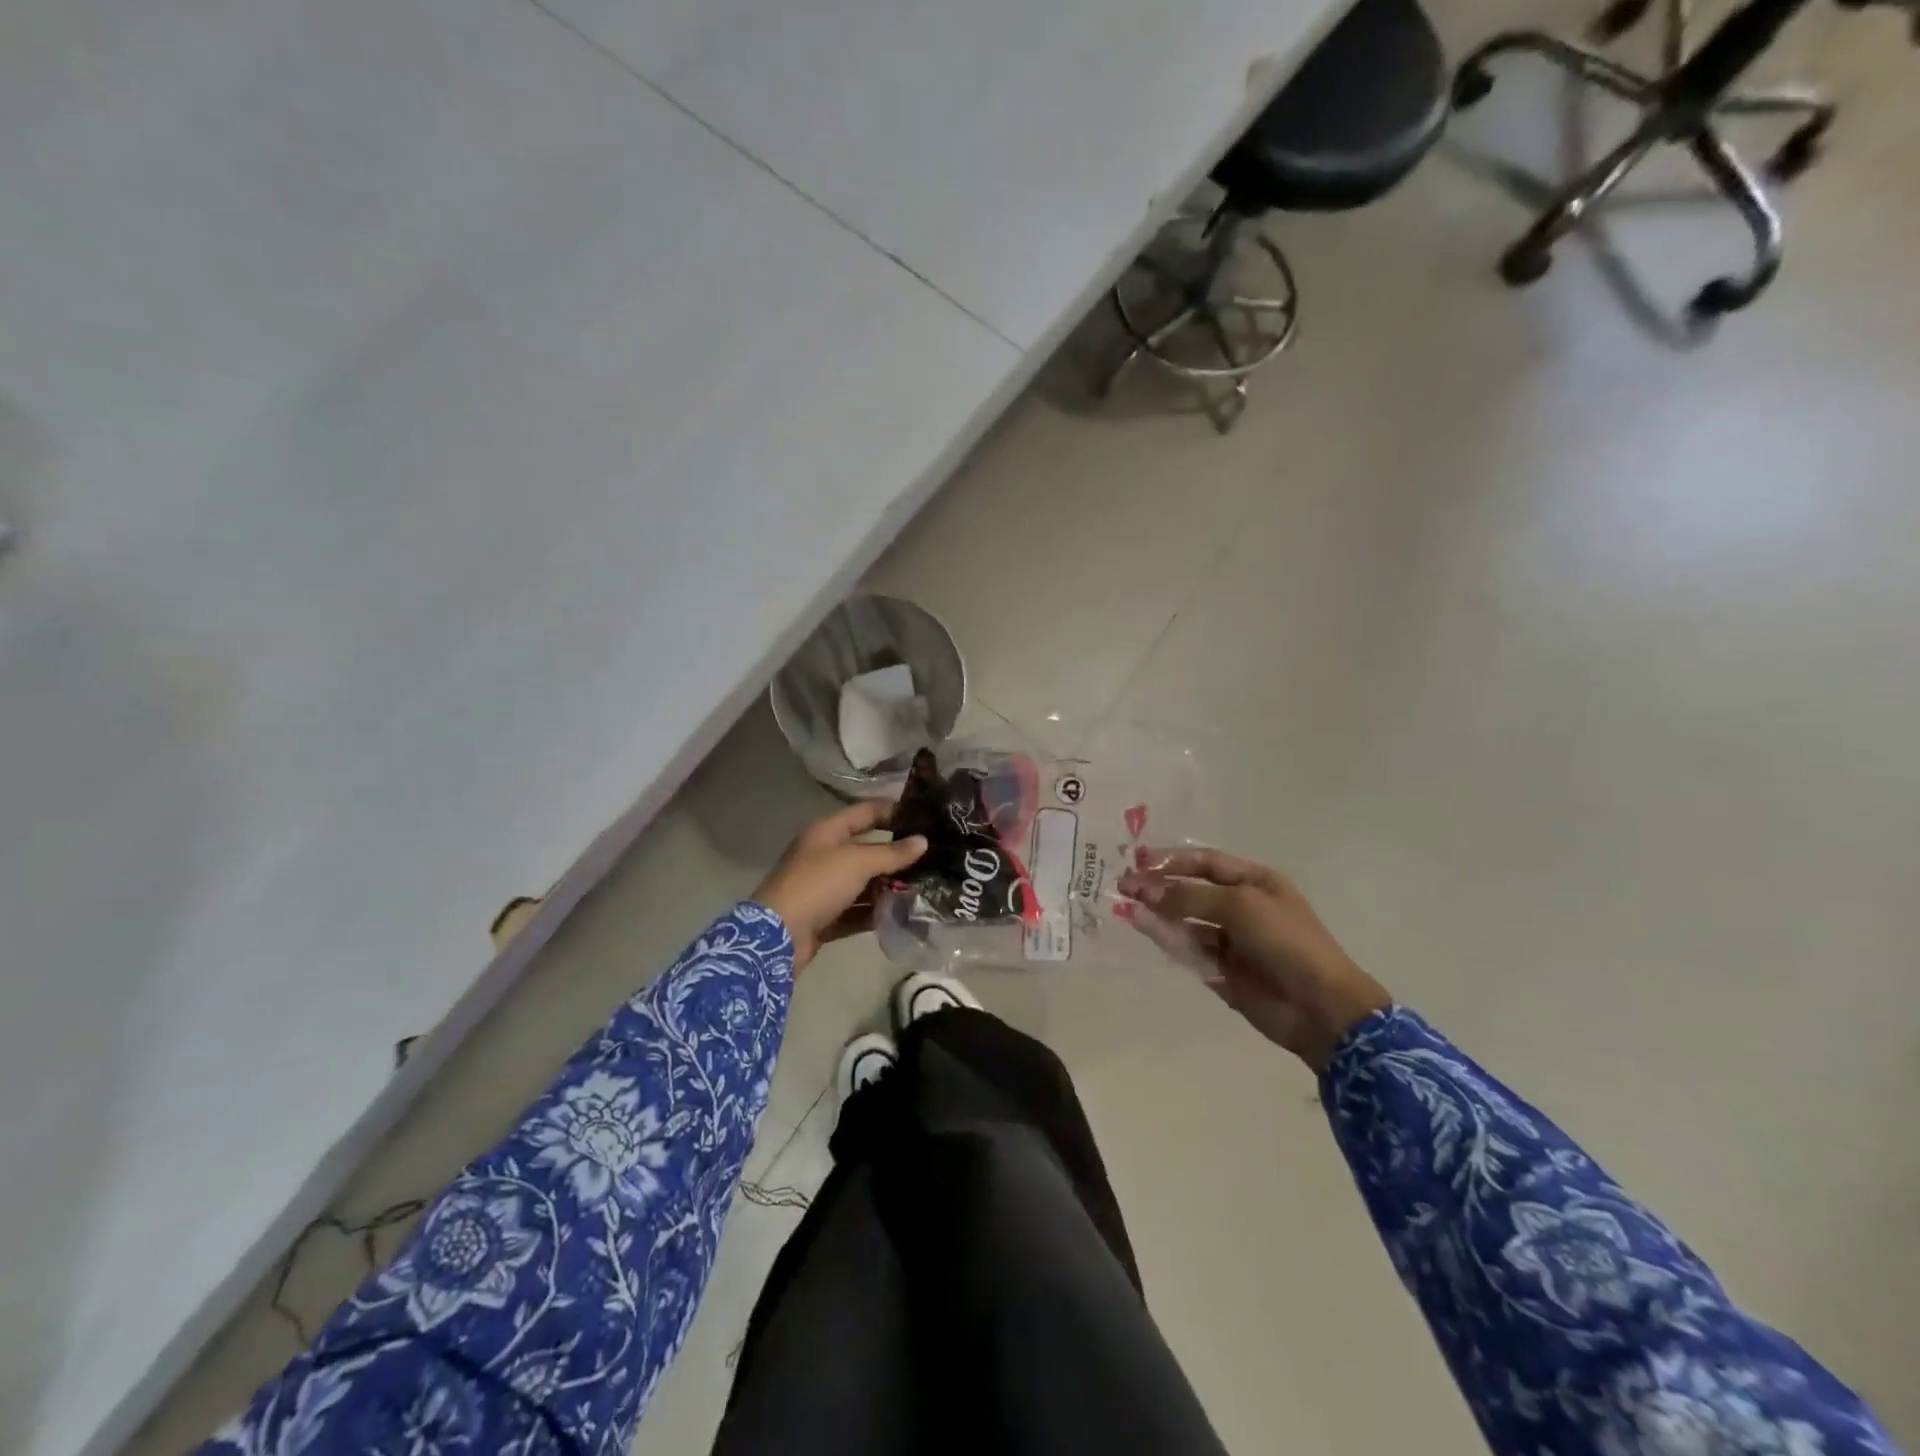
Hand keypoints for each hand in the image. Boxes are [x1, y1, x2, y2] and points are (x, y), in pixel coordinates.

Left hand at [753, 801, 927, 973]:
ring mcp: (824, 888)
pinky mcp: (826, 917)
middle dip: (896, 854)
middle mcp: (824, 856)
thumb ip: (891, 853)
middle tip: (931, 856)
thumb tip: (922, 841)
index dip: (891, 810)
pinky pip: (857, 910)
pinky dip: (876, 911)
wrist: (777, 937)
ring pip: (863, 882)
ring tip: (923, 886)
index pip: (864, 812)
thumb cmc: (817, 885)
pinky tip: (902, 913)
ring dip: (889, 885)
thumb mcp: (857, 862)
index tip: (923, 815)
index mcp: (826, 832)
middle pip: (866, 849)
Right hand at [1119, 848, 1390, 1072]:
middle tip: (1123, 885)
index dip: (1172, 860)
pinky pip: (1188, 949)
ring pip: (1185, 921)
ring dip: (1158, 913)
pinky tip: (1143, 927)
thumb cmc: (1287, 942)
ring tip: (1126, 905)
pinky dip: (1166, 938)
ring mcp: (1230, 940)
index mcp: (1255, 883)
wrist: (1320, 1007)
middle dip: (1159, 886)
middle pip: (1191, 891)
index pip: (1206, 863)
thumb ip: (1189, 897)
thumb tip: (1144, 891)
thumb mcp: (1240, 907)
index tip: (1138, 861)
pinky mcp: (1220, 970)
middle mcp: (1240, 907)